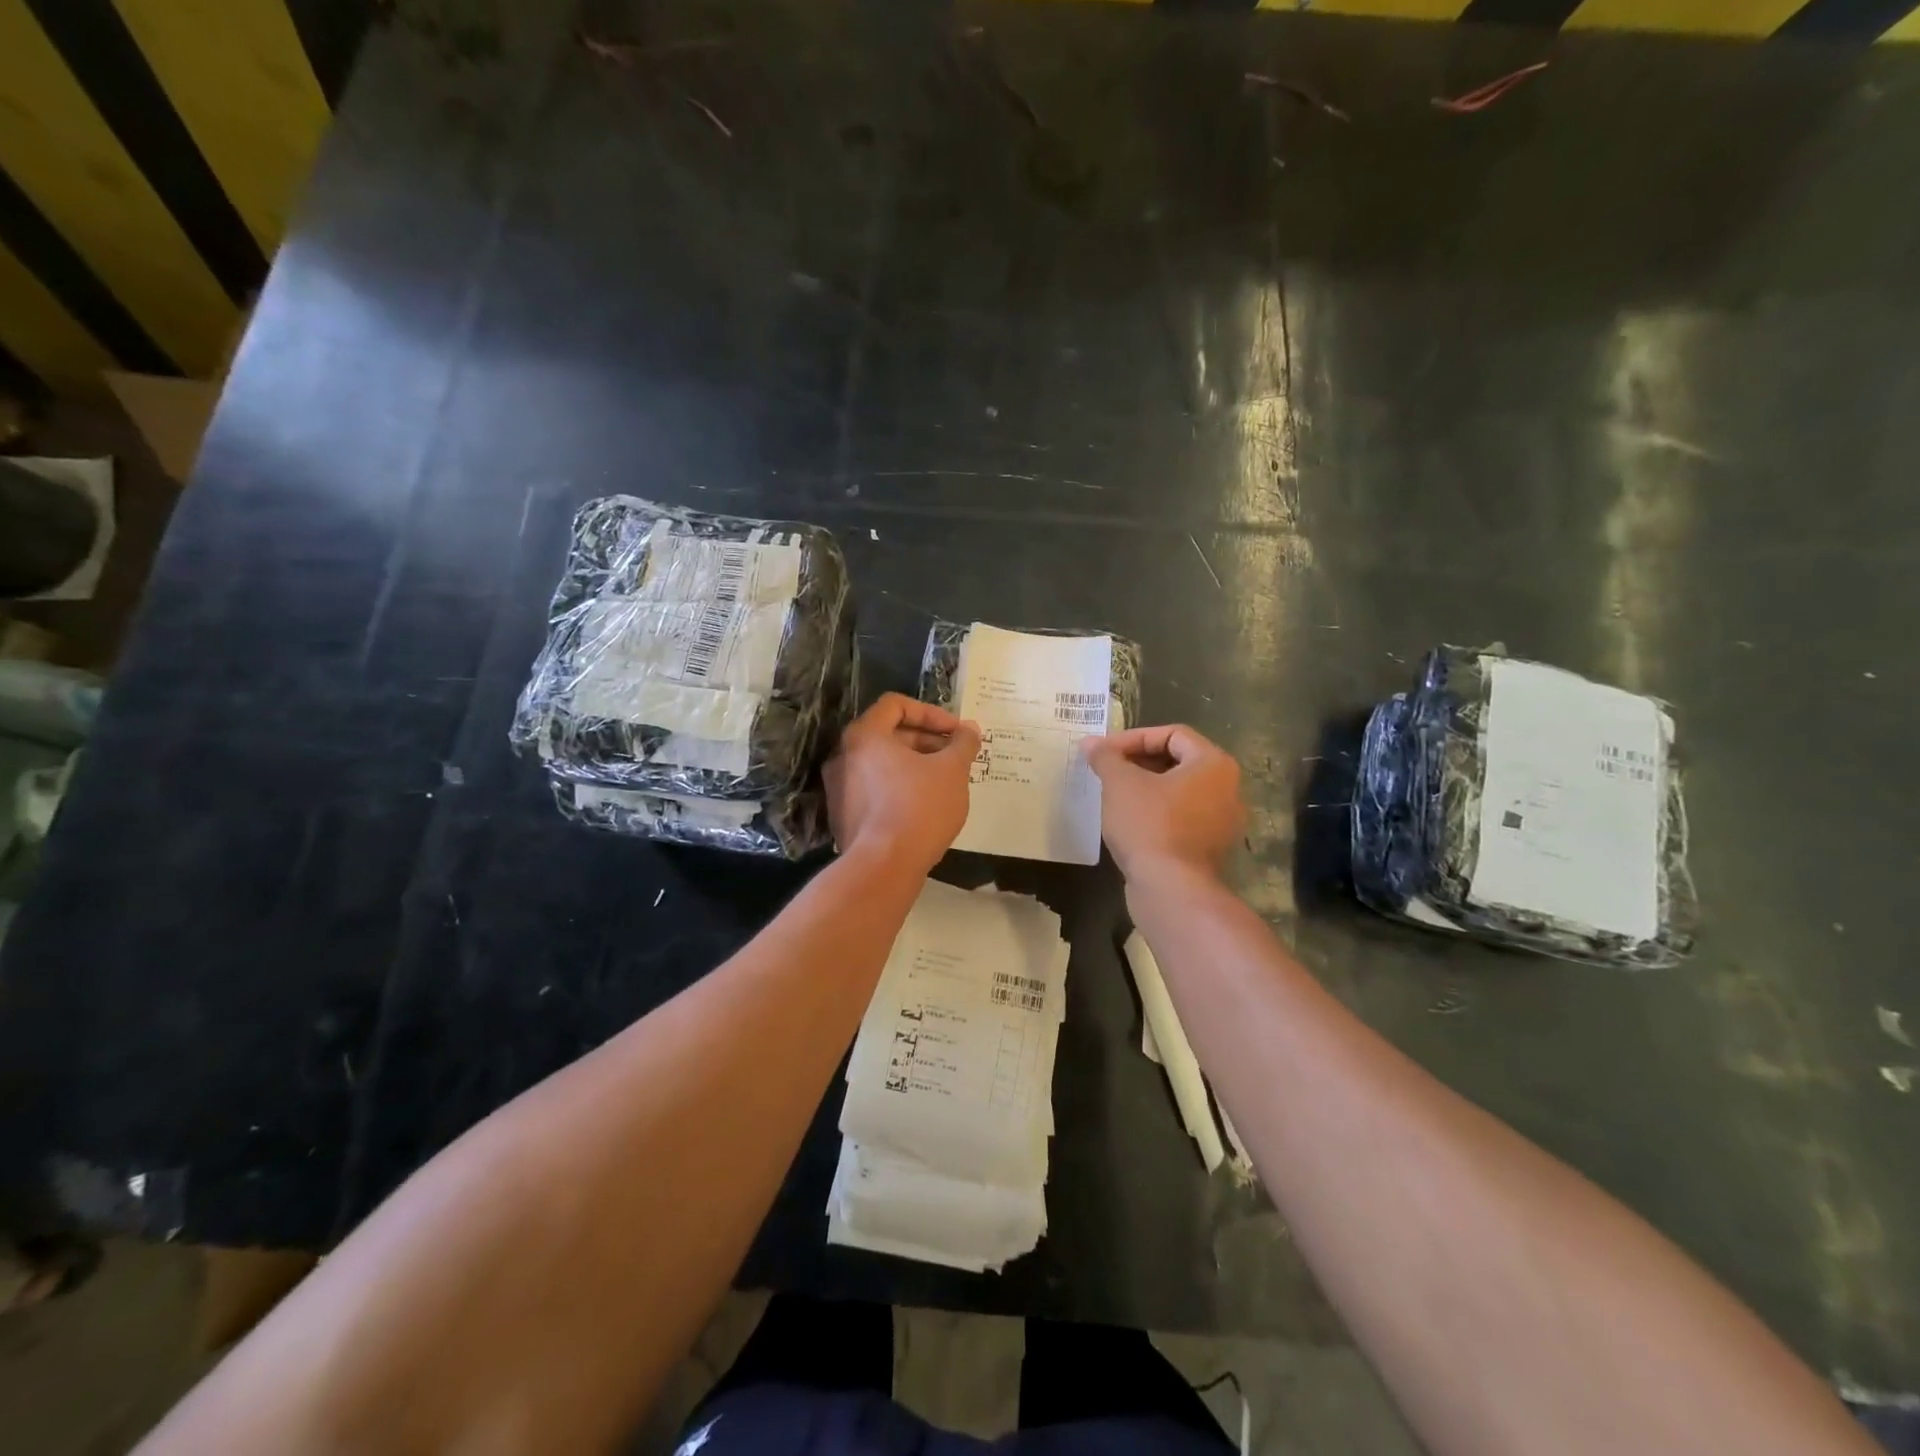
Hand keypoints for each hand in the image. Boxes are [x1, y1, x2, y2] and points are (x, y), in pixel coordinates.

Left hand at [825, 693, 979, 873]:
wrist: (883, 867)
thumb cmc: (919, 807)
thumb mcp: (952, 770)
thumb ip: (963, 743)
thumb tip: (970, 729)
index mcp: (864, 735)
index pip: (896, 704)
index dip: (931, 713)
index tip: (956, 732)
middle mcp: (843, 756)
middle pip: (888, 734)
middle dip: (927, 741)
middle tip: (956, 757)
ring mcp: (839, 787)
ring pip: (882, 764)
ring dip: (915, 765)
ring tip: (945, 781)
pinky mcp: (843, 815)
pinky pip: (875, 789)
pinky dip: (899, 787)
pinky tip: (925, 805)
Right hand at [1082, 724, 1244, 882]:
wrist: (1171, 890)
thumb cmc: (1149, 825)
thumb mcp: (1119, 783)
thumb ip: (1106, 757)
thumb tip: (1091, 743)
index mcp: (1214, 764)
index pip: (1172, 734)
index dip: (1134, 738)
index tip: (1104, 751)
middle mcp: (1227, 789)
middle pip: (1178, 761)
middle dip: (1138, 762)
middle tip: (1107, 770)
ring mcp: (1222, 822)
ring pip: (1179, 791)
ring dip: (1146, 788)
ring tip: (1113, 794)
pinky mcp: (1209, 848)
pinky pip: (1181, 818)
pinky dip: (1156, 813)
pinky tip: (1128, 821)